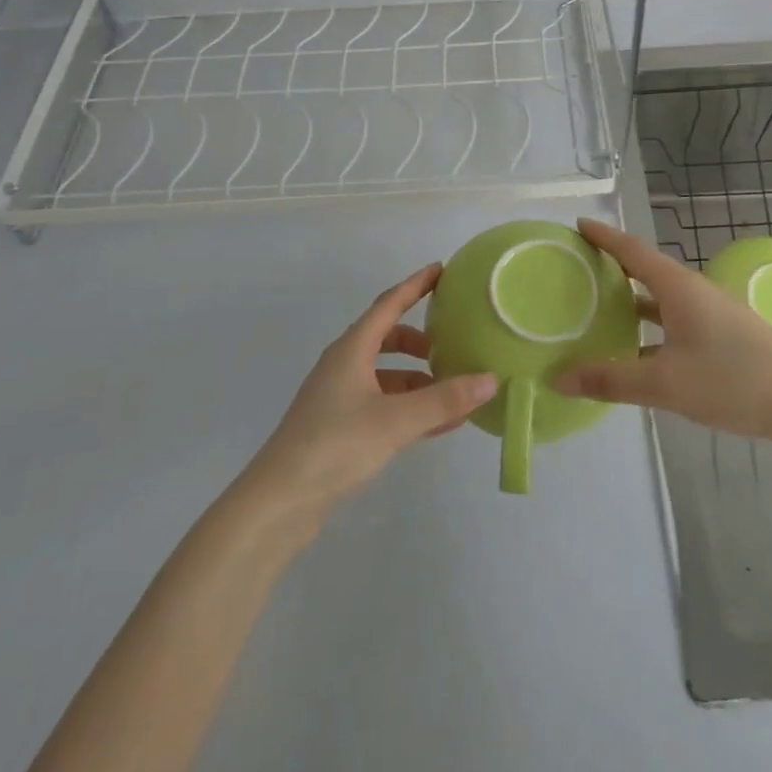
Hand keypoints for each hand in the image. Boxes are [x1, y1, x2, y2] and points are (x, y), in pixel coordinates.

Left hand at [240, 264, 497, 525]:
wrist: (279, 502)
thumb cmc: (334, 445)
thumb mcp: (395, 421)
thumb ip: (443, 400)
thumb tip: (491, 379)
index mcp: (351, 350)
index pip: (388, 304)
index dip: (415, 285)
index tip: (441, 269)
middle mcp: (344, 365)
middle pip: (386, 338)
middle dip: (419, 339)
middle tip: (452, 343)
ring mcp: (339, 397)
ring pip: (386, 374)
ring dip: (418, 379)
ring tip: (453, 391)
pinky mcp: (340, 427)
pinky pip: (383, 403)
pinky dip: (409, 406)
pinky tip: (437, 424)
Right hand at [552, 218, 771, 443]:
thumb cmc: (733, 381)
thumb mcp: (665, 384)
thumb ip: (610, 380)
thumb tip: (558, 378)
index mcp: (678, 288)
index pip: (632, 250)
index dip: (604, 236)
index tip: (577, 224)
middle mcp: (694, 291)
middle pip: (645, 268)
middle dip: (612, 265)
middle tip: (578, 267)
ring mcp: (712, 312)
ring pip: (661, 296)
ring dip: (631, 296)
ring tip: (598, 304)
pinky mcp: (723, 334)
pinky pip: (675, 318)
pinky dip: (650, 323)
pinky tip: (638, 347)